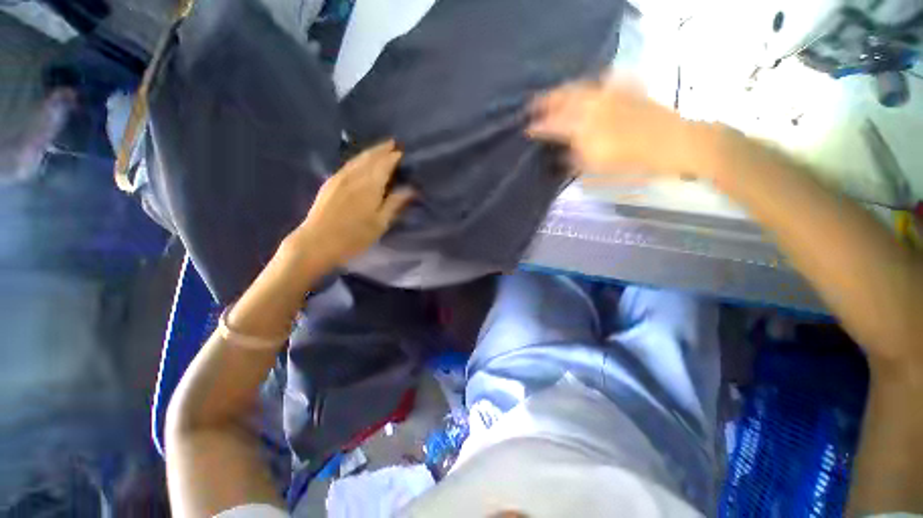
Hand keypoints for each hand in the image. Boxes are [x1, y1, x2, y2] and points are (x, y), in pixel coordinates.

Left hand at [283, 141, 414, 267]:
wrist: (317, 241)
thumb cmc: (354, 236)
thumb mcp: (380, 223)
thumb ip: (395, 203)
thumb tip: (411, 189)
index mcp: (370, 185)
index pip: (385, 164)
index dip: (394, 157)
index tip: (403, 151)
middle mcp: (355, 175)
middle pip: (371, 157)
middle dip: (382, 149)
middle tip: (393, 143)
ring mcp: (340, 177)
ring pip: (358, 158)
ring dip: (370, 151)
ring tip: (380, 148)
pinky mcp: (330, 182)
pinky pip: (348, 164)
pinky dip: (359, 158)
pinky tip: (360, 161)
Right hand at [528, 80, 714, 179]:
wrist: (673, 144)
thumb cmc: (632, 163)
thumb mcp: (597, 168)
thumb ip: (574, 160)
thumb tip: (560, 155)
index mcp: (584, 127)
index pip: (553, 125)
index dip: (538, 127)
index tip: (526, 130)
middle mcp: (593, 106)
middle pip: (563, 97)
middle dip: (545, 101)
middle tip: (532, 105)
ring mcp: (610, 95)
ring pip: (579, 87)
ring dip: (562, 92)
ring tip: (553, 97)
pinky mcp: (625, 91)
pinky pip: (600, 83)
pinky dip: (588, 86)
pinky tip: (587, 91)